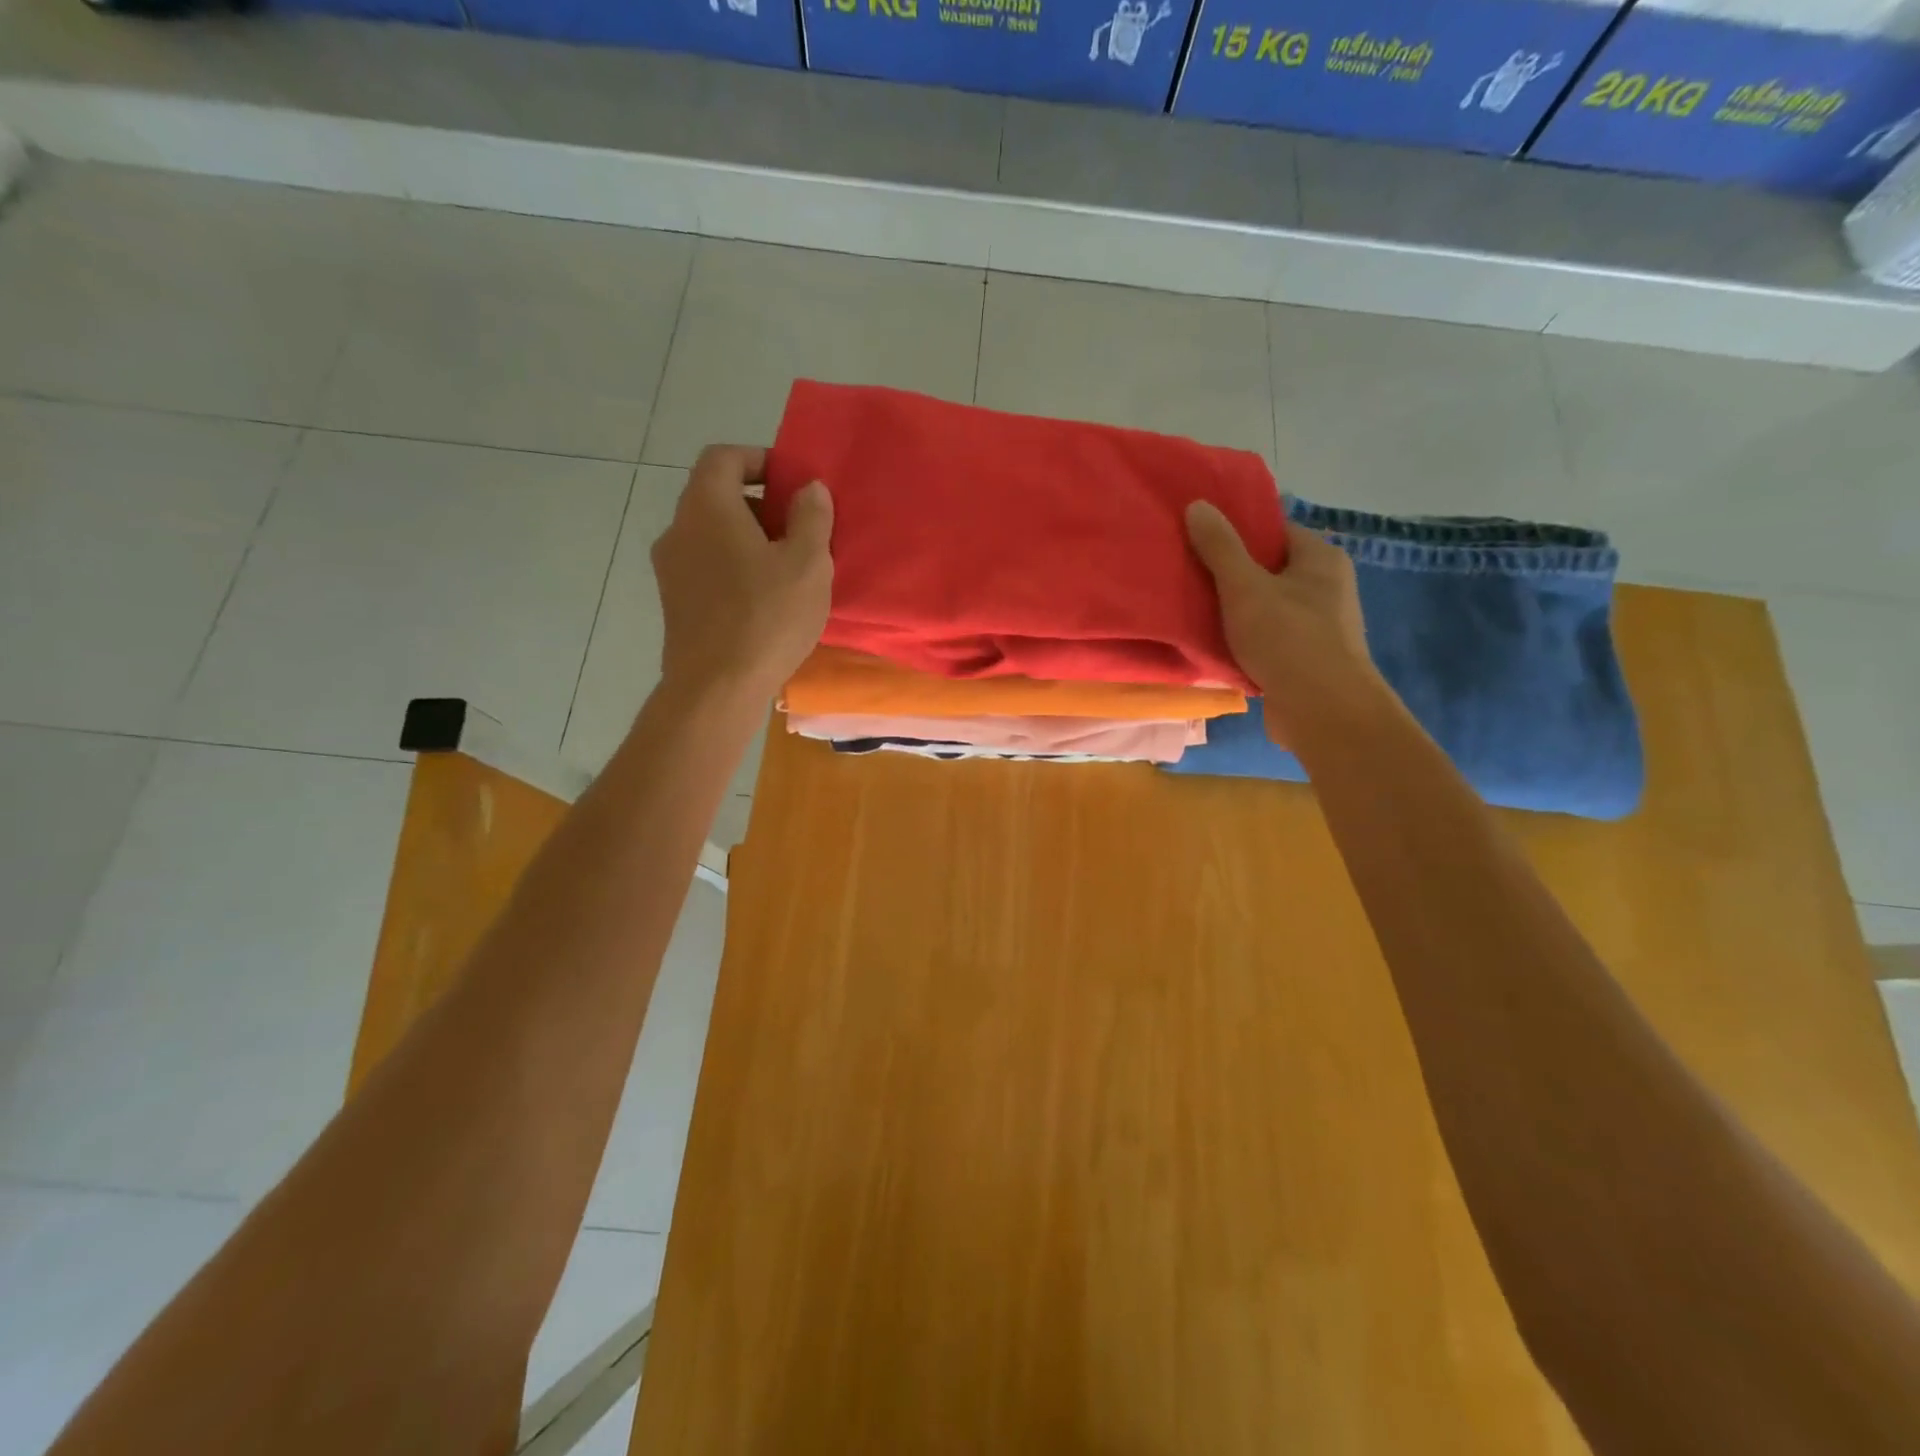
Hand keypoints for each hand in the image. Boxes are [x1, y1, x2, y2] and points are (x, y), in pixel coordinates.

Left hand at [652, 445, 833, 701]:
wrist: (716, 688)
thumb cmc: (766, 618)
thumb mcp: (808, 564)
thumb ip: (811, 518)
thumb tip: (809, 489)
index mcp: (707, 507)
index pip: (723, 457)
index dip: (758, 460)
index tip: (791, 483)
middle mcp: (678, 529)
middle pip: (716, 496)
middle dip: (759, 505)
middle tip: (798, 532)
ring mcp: (670, 569)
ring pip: (711, 536)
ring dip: (747, 541)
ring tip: (785, 571)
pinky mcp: (674, 603)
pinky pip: (706, 568)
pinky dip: (733, 569)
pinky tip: (762, 601)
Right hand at [1186, 500, 1378, 744]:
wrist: (1323, 710)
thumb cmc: (1287, 638)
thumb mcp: (1244, 587)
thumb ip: (1220, 547)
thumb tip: (1198, 505)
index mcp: (1321, 559)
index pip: (1276, 530)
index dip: (1239, 531)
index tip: (1201, 538)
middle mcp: (1328, 587)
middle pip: (1270, 570)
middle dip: (1232, 574)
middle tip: (1190, 574)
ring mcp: (1320, 626)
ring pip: (1268, 608)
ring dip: (1236, 612)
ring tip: (1195, 610)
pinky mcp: (1307, 660)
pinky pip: (1269, 640)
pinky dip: (1245, 641)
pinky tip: (1216, 647)